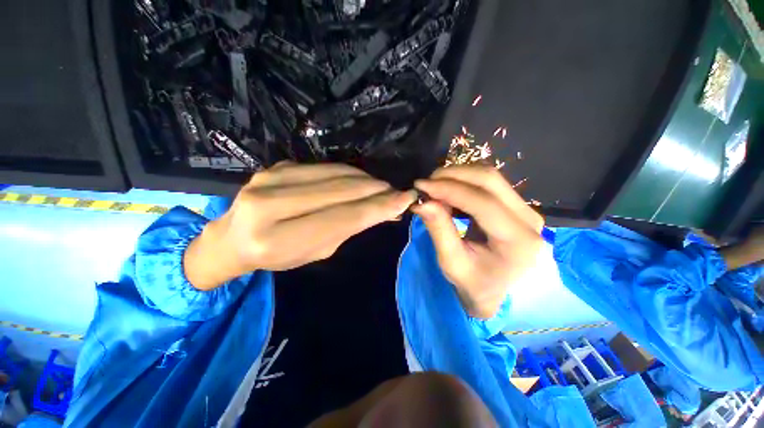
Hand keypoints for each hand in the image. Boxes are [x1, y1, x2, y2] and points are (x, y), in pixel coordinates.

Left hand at [185, 162, 415, 289]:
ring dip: (366, 179)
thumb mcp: (317, 251)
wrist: (234, 238)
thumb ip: (349, 228)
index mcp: (276, 239)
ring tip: (383, 187)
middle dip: (376, 190)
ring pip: (334, 174)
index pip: (341, 217)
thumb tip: (384, 210)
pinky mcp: (277, 166)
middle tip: (398, 192)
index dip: (377, 207)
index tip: (405, 200)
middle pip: (339, 191)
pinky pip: (324, 167)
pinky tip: (363, 180)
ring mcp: (270, 178)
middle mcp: (268, 204)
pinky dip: (349, 173)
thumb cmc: (278, 255)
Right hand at [411, 166, 543, 318]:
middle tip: (427, 183)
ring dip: (458, 176)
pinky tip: (448, 191)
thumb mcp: (451, 262)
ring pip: (489, 177)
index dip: (449, 190)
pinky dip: (464, 182)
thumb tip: (422, 202)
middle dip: (453, 175)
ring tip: (434, 188)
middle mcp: (529, 220)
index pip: (483, 203)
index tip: (421, 186)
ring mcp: (526, 210)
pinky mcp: (516, 205)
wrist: (492, 290)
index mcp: (519, 242)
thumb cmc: (473, 283)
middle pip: (490, 180)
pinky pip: (488, 183)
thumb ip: (438, 230)